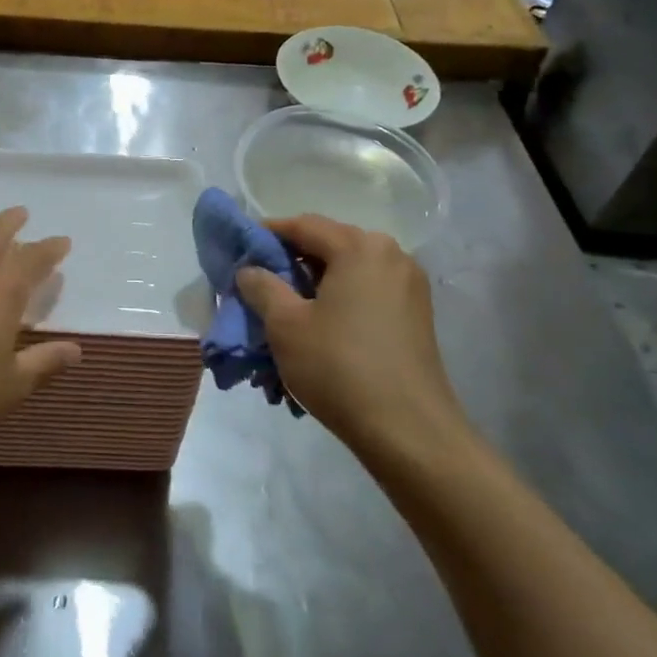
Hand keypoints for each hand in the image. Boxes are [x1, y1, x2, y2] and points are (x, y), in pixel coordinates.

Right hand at [235, 215, 472, 468]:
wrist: (408, 430)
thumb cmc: (339, 367)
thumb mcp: (285, 325)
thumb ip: (261, 286)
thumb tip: (250, 270)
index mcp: (359, 247)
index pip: (303, 225)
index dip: (266, 234)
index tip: (240, 252)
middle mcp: (390, 254)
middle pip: (328, 246)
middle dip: (291, 262)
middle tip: (259, 286)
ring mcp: (409, 285)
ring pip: (348, 272)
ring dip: (314, 286)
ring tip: (287, 314)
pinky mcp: (416, 315)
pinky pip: (367, 293)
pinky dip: (339, 302)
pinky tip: (320, 330)